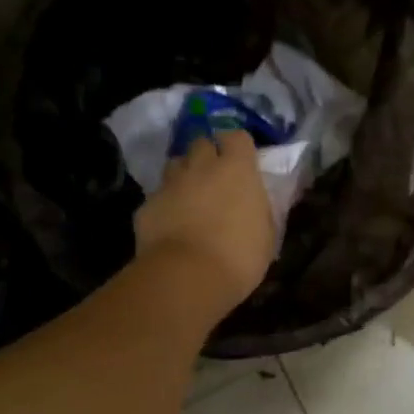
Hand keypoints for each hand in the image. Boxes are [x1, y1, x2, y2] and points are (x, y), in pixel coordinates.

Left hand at [134, 129, 275, 316]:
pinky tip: (170, 225)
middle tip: (214, 178)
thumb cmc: (239, 256)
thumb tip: (254, 203)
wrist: (187, 277)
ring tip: (189, 197)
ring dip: (184, 175)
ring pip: (176, 164)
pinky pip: (158, 196)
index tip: (240, 161)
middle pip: (201, 143)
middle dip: (207, 156)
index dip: (237, 146)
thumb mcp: (266, 234)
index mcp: (237, 169)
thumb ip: (259, 210)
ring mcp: (170, 183)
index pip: (237, 136)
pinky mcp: (147, 205)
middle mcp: (202, 166)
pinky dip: (165, 205)